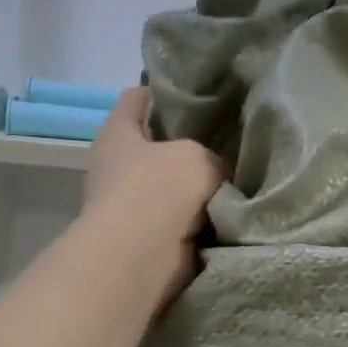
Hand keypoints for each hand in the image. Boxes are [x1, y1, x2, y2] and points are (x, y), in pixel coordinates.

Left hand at [83, 88, 225, 305]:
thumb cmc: (159, 189)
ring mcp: (127, 203)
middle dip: (184, 143)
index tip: (194, 92)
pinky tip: (226, 211)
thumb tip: (217, 170)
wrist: (142, 255)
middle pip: (153, 144)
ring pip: (167, 184)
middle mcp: (115, 165)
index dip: (162, 91)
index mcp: (117, 132)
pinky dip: (196, 218)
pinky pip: (177, 218)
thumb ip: (211, 155)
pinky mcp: (143, 236)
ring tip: (232, 176)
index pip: (136, 98)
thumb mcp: (196, 156)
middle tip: (224, 138)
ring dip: (192, 187)